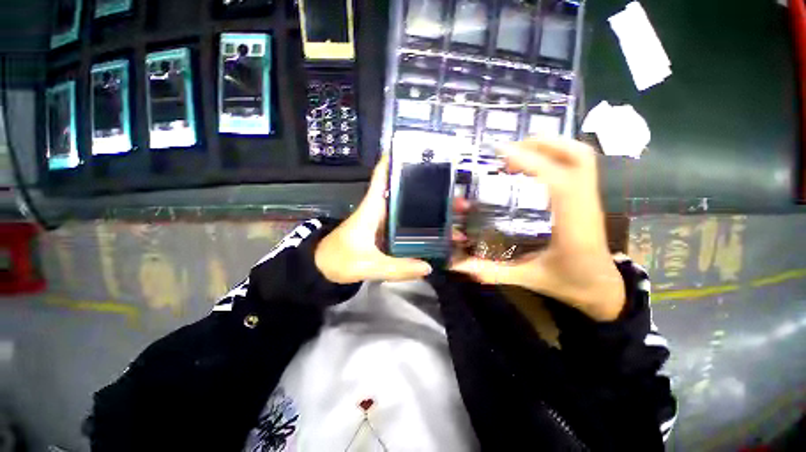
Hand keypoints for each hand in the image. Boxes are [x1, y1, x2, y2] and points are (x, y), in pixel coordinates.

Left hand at [315, 153, 432, 283]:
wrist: (323, 268)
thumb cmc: (339, 260)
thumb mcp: (368, 265)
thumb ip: (396, 268)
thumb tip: (428, 268)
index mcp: (371, 208)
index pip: (381, 178)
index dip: (392, 161)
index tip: (412, 148)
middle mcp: (377, 210)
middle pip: (398, 190)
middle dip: (418, 184)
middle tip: (443, 181)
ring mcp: (379, 221)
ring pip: (401, 206)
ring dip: (418, 203)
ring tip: (443, 202)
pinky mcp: (381, 232)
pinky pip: (401, 222)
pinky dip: (414, 220)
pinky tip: (430, 224)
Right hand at [451, 137, 625, 320]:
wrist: (603, 288)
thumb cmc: (570, 283)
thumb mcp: (528, 278)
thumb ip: (493, 271)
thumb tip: (459, 266)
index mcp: (572, 226)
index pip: (557, 182)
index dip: (531, 162)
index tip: (502, 153)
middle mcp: (585, 205)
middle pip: (577, 157)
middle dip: (542, 144)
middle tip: (509, 149)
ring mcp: (589, 198)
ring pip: (581, 156)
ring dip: (550, 145)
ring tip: (519, 151)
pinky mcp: (587, 198)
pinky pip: (578, 164)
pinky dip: (555, 155)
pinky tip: (534, 164)